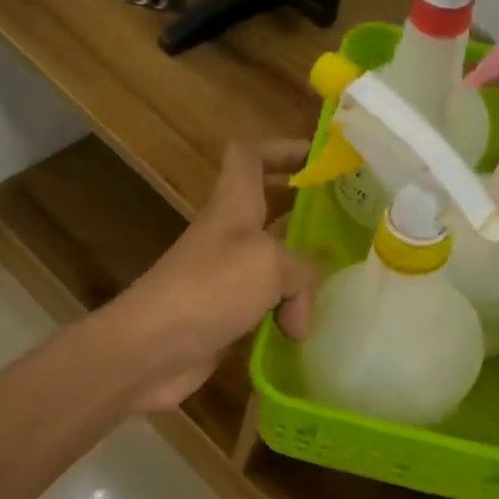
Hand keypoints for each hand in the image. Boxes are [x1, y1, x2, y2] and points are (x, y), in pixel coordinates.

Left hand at [114, 140, 318, 413]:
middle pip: (270, 208)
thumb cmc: (209, 289)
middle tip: (349, 222)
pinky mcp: (225, 316)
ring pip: (274, 262)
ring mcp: (225, 278)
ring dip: (302, 275)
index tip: (321, 160)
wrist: (150, 350)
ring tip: (337, 289)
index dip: (282, 149)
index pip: (250, 156)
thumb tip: (306, 301)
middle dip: (306, 212)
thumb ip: (304, 269)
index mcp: (233, 205)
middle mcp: (229, 235)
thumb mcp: (270, 265)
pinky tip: (305, 333)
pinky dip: (286, 315)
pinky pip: (266, 305)